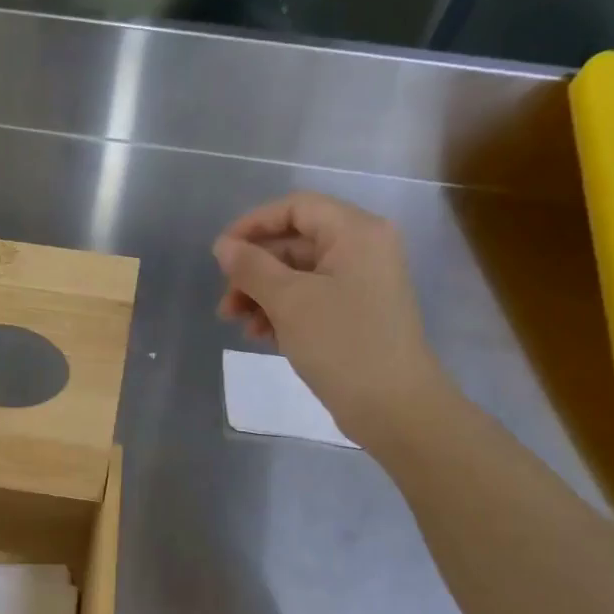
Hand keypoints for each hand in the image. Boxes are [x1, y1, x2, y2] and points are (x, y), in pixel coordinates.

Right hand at [214, 192, 450, 449]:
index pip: (295, 208)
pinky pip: (309, 298)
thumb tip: (224, 246)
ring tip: (238, 323)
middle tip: (226, 302)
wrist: (393, 405)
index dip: (253, 225)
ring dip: (262, 294)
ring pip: (297, 274)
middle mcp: (362, 249)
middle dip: (254, 270)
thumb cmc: (342, 343)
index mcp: (355, 232)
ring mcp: (360, 283)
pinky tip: (261, 335)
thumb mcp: (289, 301)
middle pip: (294, 242)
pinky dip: (282, 311)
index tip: (220, 255)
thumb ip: (252, 268)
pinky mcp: (354, 313)